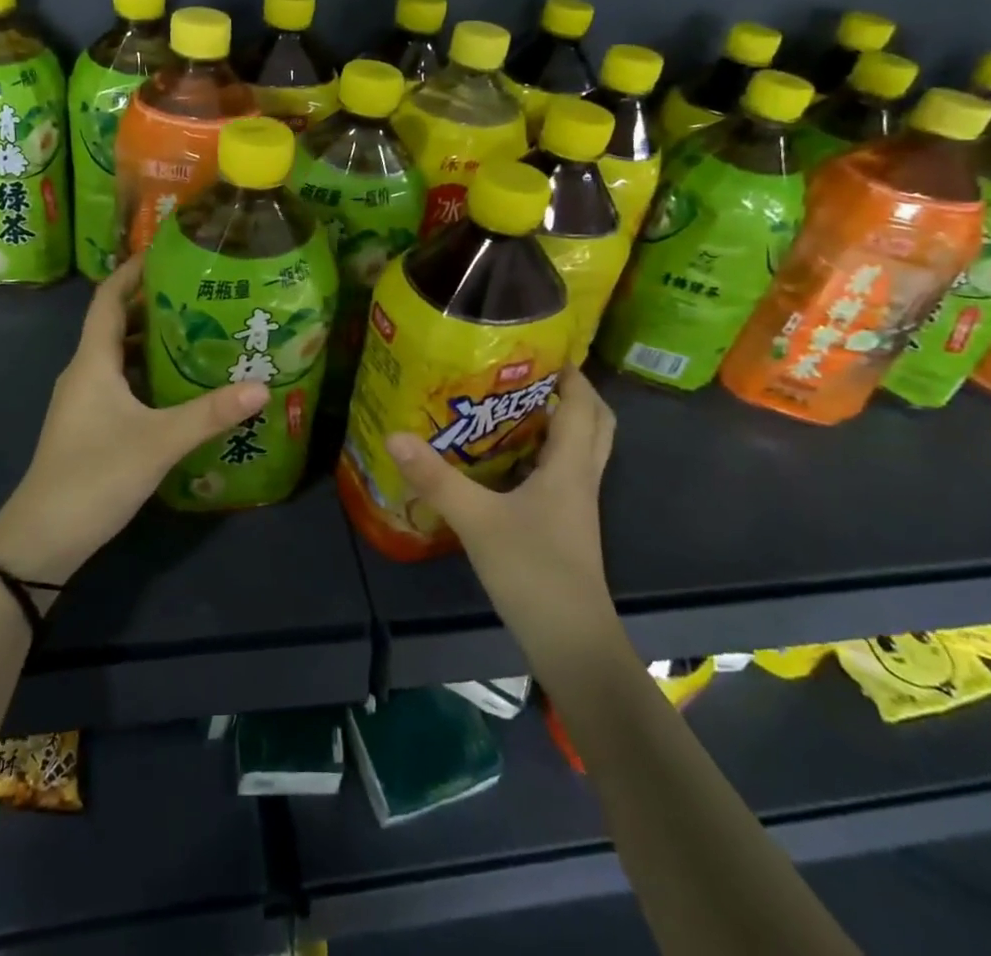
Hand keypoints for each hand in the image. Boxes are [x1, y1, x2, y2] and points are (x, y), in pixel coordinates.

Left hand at [0, 255, 267, 587]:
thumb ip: (209, 414)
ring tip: (199, 333)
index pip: (108, 299)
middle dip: (153, 305)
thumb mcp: (159, 442)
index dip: (132, 271)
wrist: (42, 538)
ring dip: (152, 341)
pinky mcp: (89, 426)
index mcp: (92, 362)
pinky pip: (120, 383)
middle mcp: (84, 373)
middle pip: (116, 324)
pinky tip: (179, 387)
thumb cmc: (95, 476)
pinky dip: (147, 374)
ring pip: (119, 357)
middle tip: (201, 294)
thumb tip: (262, 386)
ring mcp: (84, 402)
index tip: (167, 252)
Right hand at [385, 366, 616, 652]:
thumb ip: (436, 479)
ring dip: (560, 422)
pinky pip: (562, 474)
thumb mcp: (477, 521)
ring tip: (514, 404)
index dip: (570, 373)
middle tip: (532, 374)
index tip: (542, 346)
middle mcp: (580, 479)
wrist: (571, 643)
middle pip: (595, 424)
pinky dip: (544, 454)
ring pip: (580, 449)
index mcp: (570, 467)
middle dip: (573, 393)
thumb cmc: (534, 572)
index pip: (583, 406)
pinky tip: (505, 459)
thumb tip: (395, 434)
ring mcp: (576, 506)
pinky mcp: (565, 526)